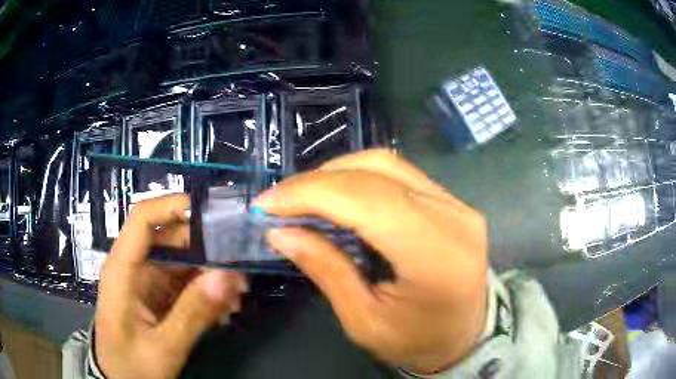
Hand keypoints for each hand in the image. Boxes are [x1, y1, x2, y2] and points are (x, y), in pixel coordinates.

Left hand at [94, 195, 247, 378]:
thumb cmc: (131, 366)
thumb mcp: (163, 347)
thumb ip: (193, 314)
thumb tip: (227, 277)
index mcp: (122, 270)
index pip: (143, 219)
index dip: (174, 206)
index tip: (214, 214)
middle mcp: (134, 268)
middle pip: (170, 239)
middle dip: (206, 250)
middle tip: (239, 273)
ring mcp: (146, 282)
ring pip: (182, 262)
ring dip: (211, 276)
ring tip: (236, 299)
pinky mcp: (157, 297)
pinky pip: (185, 284)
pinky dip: (206, 293)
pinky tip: (224, 311)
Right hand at [256, 149, 487, 372]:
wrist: (466, 336)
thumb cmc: (417, 341)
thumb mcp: (364, 322)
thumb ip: (325, 270)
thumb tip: (281, 232)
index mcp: (435, 257)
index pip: (368, 201)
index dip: (312, 193)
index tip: (268, 203)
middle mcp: (453, 218)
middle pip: (377, 172)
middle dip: (318, 180)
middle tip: (280, 199)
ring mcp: (457, 205)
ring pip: (388, 164)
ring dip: (337, 173)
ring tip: (304, 196)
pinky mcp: (453, 202)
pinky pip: (400, 175)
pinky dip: (360, 178)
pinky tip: (337, 195)